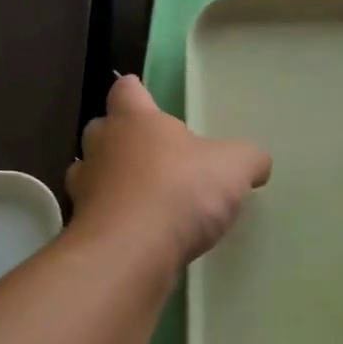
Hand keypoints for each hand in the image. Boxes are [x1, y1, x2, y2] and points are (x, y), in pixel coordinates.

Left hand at [67, 76, 271, 271]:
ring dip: (110, 180)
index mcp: (134, 121)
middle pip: (101, 130)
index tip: (145, 96)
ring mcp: (85, 190)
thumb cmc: (179, 192)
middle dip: (120, 138)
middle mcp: (102, 148)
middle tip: (150, 153)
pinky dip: (112, 219)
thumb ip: (248, 159)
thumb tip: (258, 163)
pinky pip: (96, 214)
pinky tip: (137, 233)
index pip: (126, 90)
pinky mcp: (84, 228)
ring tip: (141, 195)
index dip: (135, 91)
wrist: (130, 253)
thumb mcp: (234, 168)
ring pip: (91, 173)